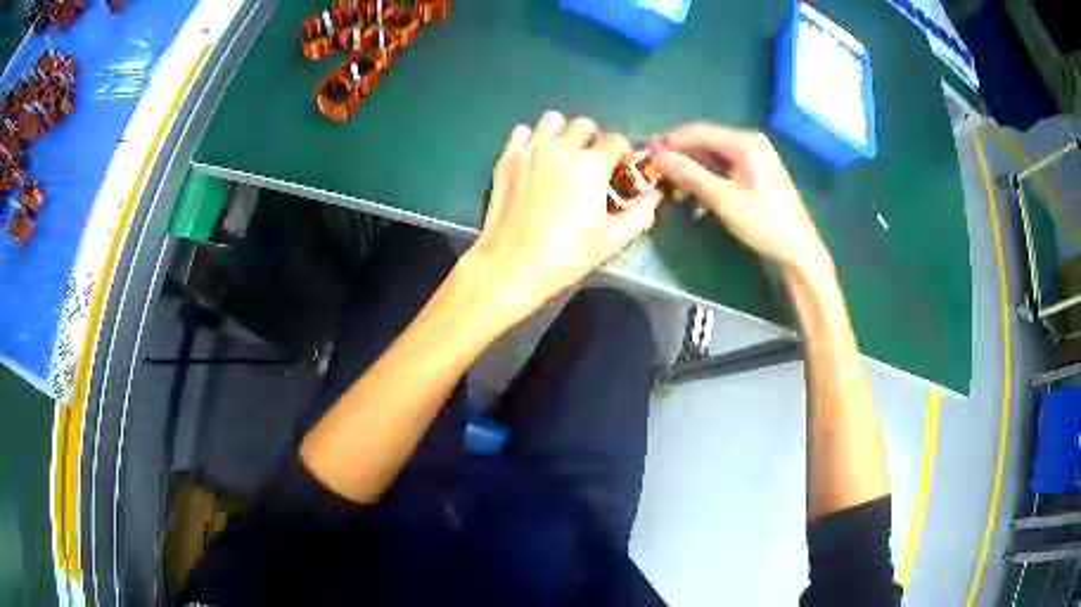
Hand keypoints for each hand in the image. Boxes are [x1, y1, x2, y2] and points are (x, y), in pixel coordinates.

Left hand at [466, 111, 661, 315]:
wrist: (513, 265)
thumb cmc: (567, 255)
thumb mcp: (613, 239)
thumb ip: (641, 213)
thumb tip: (654, 195)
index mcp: (591, 165)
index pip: (616, 140)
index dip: (623, 154)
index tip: (620, 171)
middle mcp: (561, 148)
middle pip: (584, 125)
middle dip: (594, 139)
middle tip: (592, 164)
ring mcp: (530, 150)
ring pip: (552, 120)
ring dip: (563, 132)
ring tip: (563, 155)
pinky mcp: (507, 159)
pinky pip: (521, 132)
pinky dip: (532, 139)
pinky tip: (535, 159)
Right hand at [652, 124, 830, 275]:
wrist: (799, 250)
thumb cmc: (763, 222)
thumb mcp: (723, 199)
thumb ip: (690, 174)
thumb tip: (658, 156)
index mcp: (744, 142)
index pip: (698, 132)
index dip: (671, 142)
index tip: (646, 155)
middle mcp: (749, 143)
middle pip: (706, 145)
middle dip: (682, 162)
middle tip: (661, 181)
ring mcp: (754, 159)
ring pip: (713, 160)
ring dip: (694, 177)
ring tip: (678, 198)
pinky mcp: (756, 175)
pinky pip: (725, 172)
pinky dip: (709, 184)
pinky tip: (699, 206)